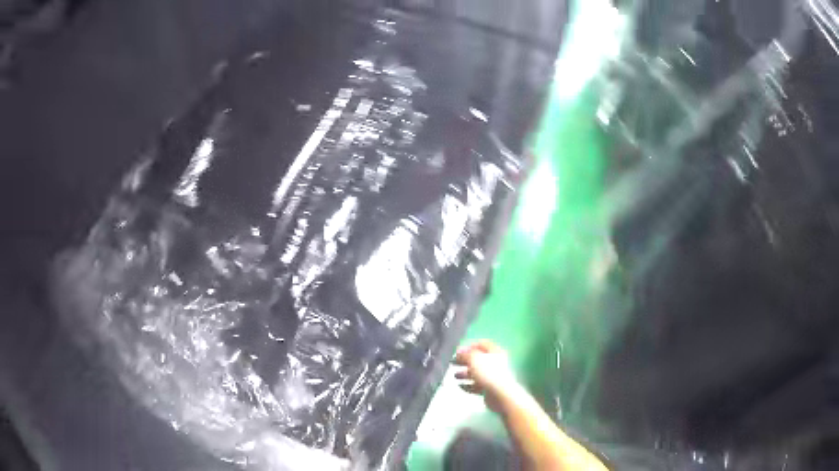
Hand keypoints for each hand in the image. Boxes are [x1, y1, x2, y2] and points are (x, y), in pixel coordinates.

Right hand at [453, 340, 518, 412]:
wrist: (500, 394)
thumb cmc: (488, 373)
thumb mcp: (474, 359)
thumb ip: (465, 354)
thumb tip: (459, 352)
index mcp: (495, 352)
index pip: (482, 344)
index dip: (470, 346)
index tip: (458, 351)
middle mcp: (495, 363)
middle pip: (478, 359)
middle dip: (465, 361)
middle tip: (453, 362)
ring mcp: (493, 377)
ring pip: (477, 373)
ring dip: (465, 374)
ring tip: (455, 376)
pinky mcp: (490, 389)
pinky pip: (477, 385)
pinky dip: (468, 385)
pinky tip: (460, 386)